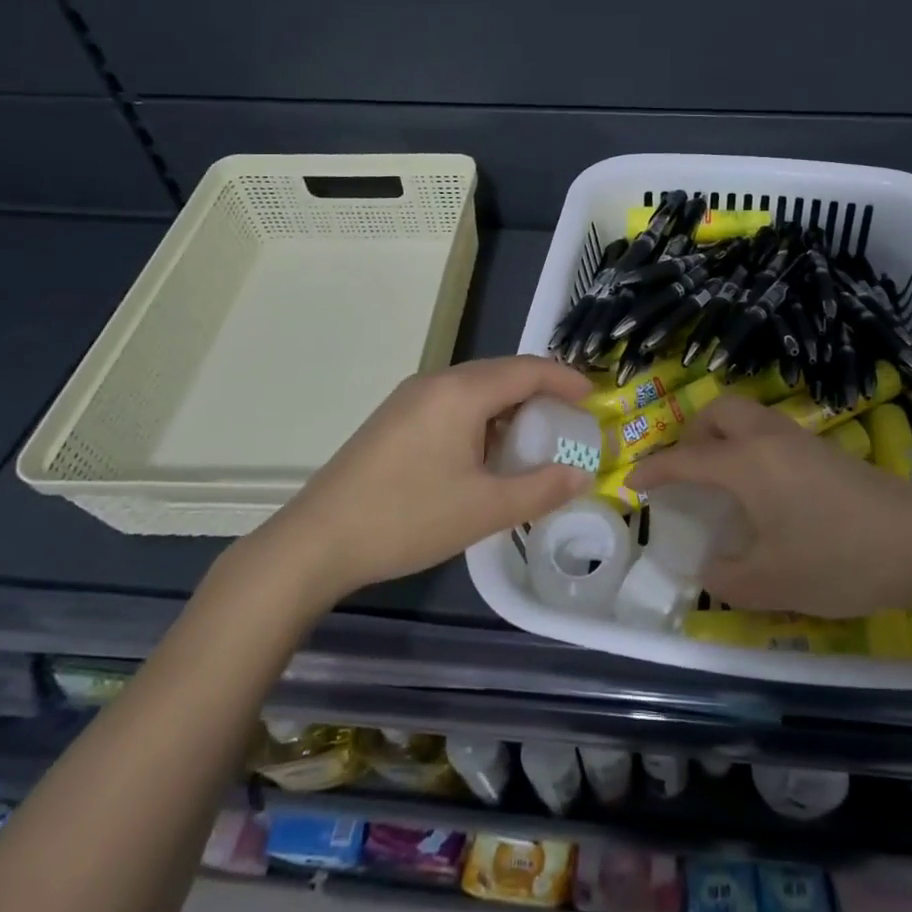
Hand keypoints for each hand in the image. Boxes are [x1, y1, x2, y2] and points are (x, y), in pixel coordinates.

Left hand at [248, 355, 594, 603]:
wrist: (316, 541)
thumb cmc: (408, 518)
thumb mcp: (485, 509)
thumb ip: (541, 489)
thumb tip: (583, 475)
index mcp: (462, 392)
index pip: (528, 369)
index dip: (566, 379)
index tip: (594, 397)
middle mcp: (436, 382)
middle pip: (502, 373)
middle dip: (540, 391)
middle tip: (569, 419)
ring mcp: (410, 399)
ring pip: (475, 388)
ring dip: (509, 406)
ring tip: (532, 439)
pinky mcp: (394, 418)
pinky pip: (452, 403)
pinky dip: (481, 417)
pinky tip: (484, 453)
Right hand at [629, 396, 911, 617]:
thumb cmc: (838, 559)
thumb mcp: (772, 583)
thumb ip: (726, 578)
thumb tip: (708, 568)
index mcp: (746, 464)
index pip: (685, 459)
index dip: (654, 470)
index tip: (633, 482)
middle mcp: (769, 438)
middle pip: (719, 412)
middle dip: (693, 434)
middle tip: (688, 472)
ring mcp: (802, 440)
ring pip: (749, 417)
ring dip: (725, 437)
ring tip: (724, 482)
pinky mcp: (827, 451)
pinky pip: (773, 433)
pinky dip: (752, 447)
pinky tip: (766, 491)